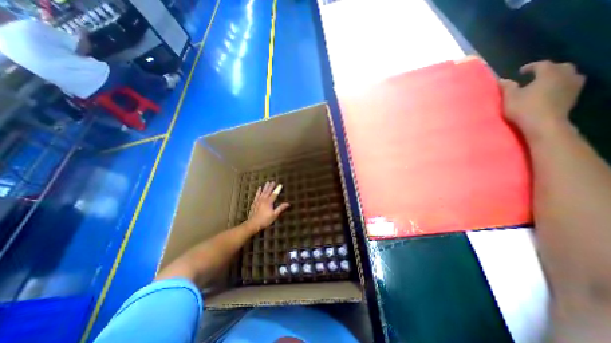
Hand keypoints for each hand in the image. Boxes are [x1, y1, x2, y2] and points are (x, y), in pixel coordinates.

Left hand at [246, 182, 288, 231]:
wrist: (253, 224)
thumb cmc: (265, 220)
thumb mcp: (274, 215)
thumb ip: (281, 208)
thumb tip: (288, 203)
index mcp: (269, 202)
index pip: (274, 194)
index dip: (277, 189)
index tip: (280, 184)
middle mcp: (263, 199)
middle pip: (268, 191)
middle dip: (271, 186)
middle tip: (273, 181)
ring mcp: (258, 201)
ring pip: (262, 192)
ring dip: (265, 187)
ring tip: (267, 182)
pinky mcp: (254, 203)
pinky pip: (257, 195)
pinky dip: (258, 191)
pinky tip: (259, 188)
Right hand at [501, 60, 586, 139]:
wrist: (543, 124)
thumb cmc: (524, 108)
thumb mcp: (510, 97)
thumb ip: (507, 87)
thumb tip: (502, 80)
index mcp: (549, 74)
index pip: (542, 64)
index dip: (531, 66)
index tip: (520, 72)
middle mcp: (565, 75)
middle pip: (560, 67)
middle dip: (548, 69)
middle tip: (535, 75)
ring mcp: (572, 86)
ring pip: (568, 75)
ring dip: (557, 77)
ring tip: (544, 83)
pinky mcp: (573, 96)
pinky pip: (569, 85)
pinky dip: (561, 85)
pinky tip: (551, 91)